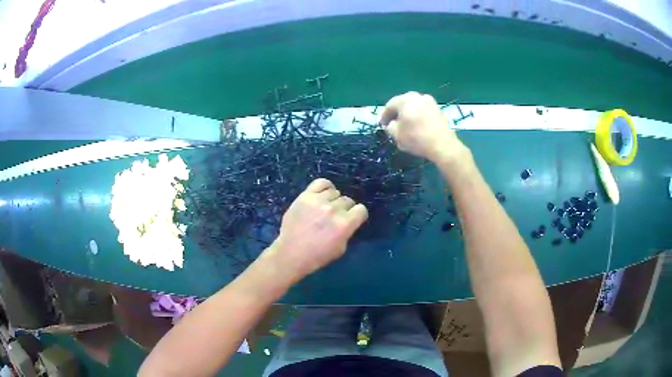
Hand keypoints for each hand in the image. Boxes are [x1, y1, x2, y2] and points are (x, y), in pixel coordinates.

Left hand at [266, 178, 368, 280]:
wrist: (291, 253)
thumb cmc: (318, 256)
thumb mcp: (341, 248)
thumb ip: (347, 231)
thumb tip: (349, 220)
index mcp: (345, 224)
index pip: (361, 210)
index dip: (358, 215)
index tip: (352, 220)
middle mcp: (333, 210)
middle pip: (348, 200)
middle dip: (345, 209)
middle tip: (335, 217)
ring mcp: (318, 201)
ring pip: (335, 192)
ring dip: (333, 200)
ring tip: (326, 208)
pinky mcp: (305, 196)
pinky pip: (321, 182)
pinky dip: (325, 187)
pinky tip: (323, 194)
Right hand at [380, 92, 467, 163]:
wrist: (443, 145)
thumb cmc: (417, 139)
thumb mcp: (397, 135)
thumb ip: (390, 127)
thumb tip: (390, 124)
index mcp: (405, 100)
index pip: (390, 105)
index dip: (384, 115)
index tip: (382, 124)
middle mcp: (417, 97)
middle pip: (402, 102)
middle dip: (396, 112)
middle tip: (392, 122)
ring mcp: (429, 101)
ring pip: (413, 105)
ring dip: (408, 113)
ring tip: (405, 124)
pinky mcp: (438, 109)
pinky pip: (423, 109)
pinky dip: (418, 115)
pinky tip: (417, 125)